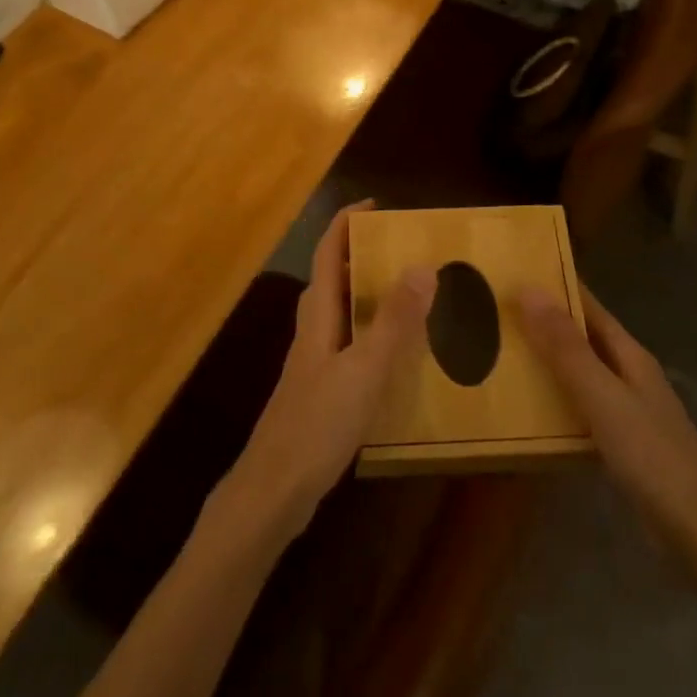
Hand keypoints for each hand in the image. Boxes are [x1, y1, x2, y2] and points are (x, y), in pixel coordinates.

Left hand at [219, 202, 433, 545]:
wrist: (274, 491)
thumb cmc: (317, 424)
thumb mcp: (364, 370)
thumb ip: (394, 322)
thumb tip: (422, 266)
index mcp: (318, 315)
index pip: (328, 253)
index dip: (346, 223)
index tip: (376, 204)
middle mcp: (312, 330)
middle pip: (333, 278)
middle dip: (362, 255)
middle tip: (404, 249)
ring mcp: (314, 362)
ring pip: (340, 311)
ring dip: (368, 293)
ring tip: (409, 292)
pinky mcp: (321, 390)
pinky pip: (349, 343)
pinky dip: (371, 332)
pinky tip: (396, 354)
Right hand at [520, 285, 696, 552]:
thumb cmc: (654, 458)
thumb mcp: (603, 398)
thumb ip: (566, 348)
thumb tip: (528, 289)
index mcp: (630, 356)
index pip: (588, 306)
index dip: (556, 285)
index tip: (514, 270)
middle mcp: (630, 376)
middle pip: (583, 338)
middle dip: (543, 323)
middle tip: (492, 312)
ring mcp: (629, 413)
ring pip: (580, 375)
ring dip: (546, 363)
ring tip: (498, 355)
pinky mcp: (624, 448)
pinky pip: (581, 411)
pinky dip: (556, 403)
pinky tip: (529, 412)